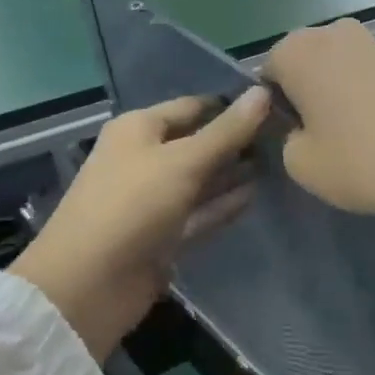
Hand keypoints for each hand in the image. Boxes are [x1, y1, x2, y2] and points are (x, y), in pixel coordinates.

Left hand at [14, 88, 270, 360]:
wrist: (88, 283)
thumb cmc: (132, 205)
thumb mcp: (182, 161)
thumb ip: (226, 131)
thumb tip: (262, 91)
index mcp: (138, 129)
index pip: (191, 107)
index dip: (229, 105)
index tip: (274, 103)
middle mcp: (144, 158)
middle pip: (196, 143)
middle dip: (235, 140)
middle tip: (286, 135)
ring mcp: (153, 200)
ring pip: (200, 180)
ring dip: (233, 173)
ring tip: (280, 162)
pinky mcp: (162, 236)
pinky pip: (198, 213)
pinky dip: (223, 205)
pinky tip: (256, 196)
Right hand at [264, 19, 374, 221]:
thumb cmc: (360, 160)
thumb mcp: (299, 163)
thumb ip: (285, 138)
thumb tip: (300, 128)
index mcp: (294, 50)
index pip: (264, 76)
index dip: (271, 108)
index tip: (286, 138)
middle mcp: (328, 32)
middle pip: (300, 64)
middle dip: (301, 94)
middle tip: (313, 136)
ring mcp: (368, 40)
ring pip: (332, 68)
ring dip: (331, 94)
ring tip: (347, 136)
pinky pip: (361, 75)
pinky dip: (360, 96)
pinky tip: (374, 130)